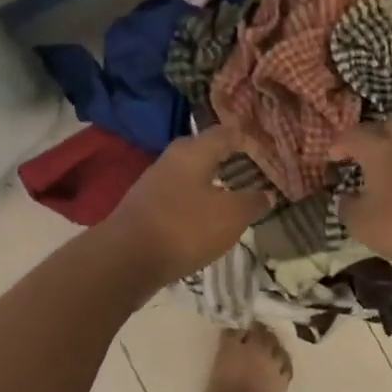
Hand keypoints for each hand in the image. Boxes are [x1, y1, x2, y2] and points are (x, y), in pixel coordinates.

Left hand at [101, 127, 271, 287]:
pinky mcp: (145, 206)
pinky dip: (195, 203)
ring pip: (190, 175)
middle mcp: (172, 158)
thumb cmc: (184, 227)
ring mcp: (154, 181)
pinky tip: (205, 219)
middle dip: (228, 160)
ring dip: (211, 183)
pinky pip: (178, 196)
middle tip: (252, 170)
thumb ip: (251, 202)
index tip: (265, 146)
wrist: (125, 258)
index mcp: (193, 150)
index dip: (246, 137)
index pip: (225, 133)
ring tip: (233, 196)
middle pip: (205, 151)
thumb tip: (266, 193)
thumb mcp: (230, 217)